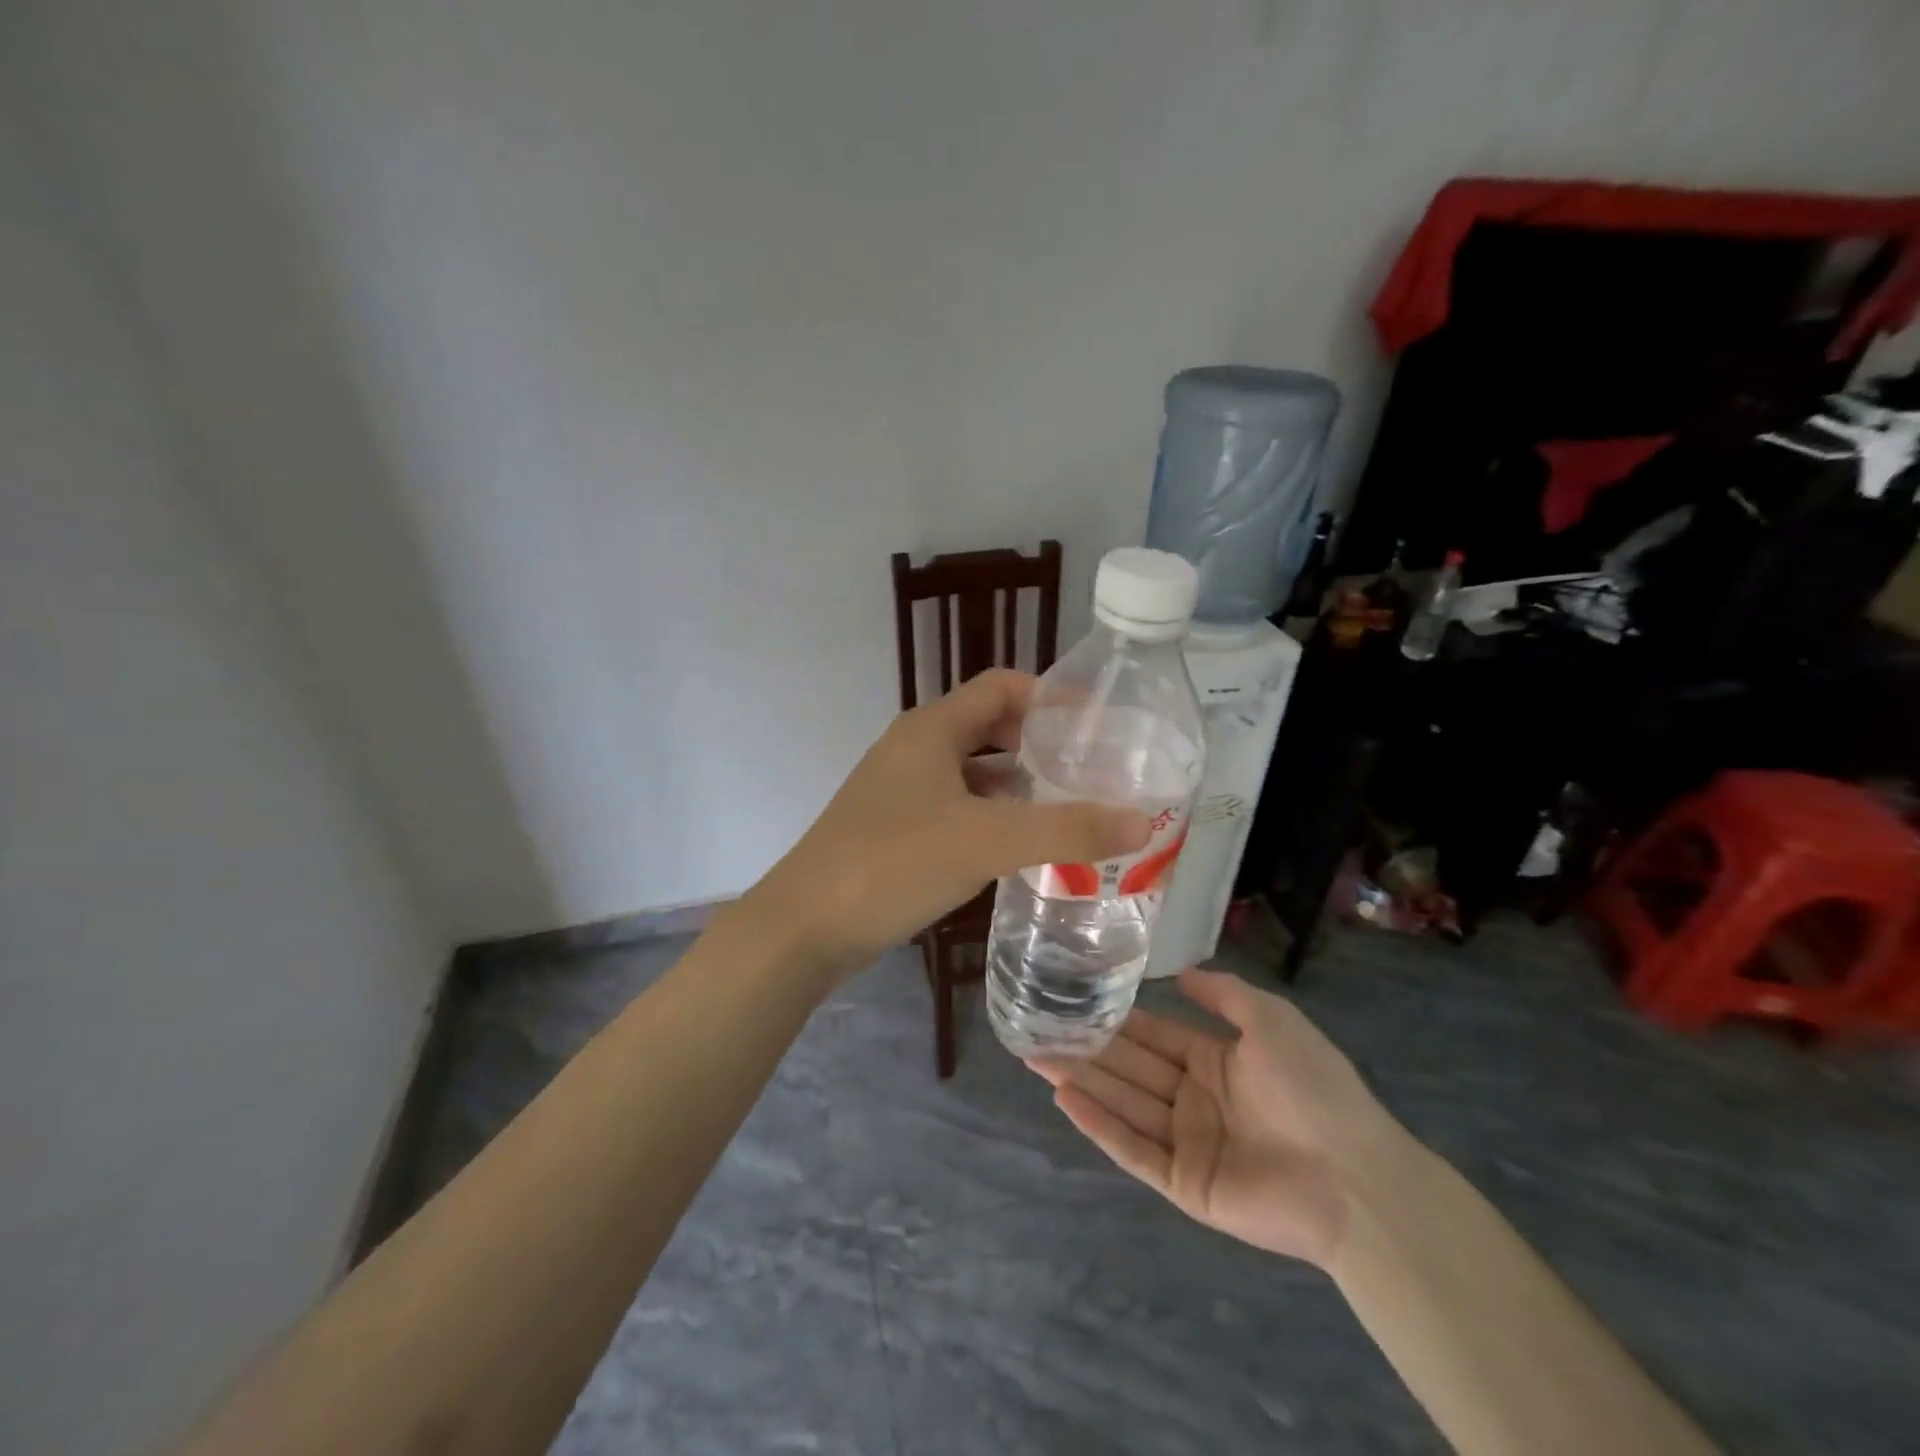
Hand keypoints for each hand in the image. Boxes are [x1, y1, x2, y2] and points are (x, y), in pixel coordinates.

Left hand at [744, 669, 1150, 983]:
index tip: (1100, 724)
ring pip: (973, 772)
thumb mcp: (986, 841)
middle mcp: (915, 748)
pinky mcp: (895, 828)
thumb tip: (1143, 820)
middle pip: (989, 726)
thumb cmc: (893, 864)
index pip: (1002, 686)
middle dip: (1041, 743)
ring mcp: (901, 789)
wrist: (804, 926)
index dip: (1051, 696)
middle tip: (1092, 770)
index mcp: (932, 728)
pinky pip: (956, 806)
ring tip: (1070, 808)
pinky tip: (1019, 846)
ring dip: (1018, 784)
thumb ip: (1066, 830)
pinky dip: (992, 816)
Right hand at [1030, 969, 1412, 1268]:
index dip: (1116, 1019)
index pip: (1154, 1035)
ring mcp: (1188, 1143)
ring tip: (1035, 1055)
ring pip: (1124, 1104)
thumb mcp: (1271, 1020)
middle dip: (1086, 1048)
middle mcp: (1195, 1099)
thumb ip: (1224, 994)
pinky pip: (1133, 1150)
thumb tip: (1180, 971)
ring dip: (1081, 1080)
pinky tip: (1065, 1098)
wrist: (1355, 1177)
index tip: (1075, 1000)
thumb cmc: (1312, 1087)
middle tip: (1036, 1028)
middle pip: (1130, 1068)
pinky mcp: (1183, 1184)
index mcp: (1216, 1062)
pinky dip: (1099, 1125)